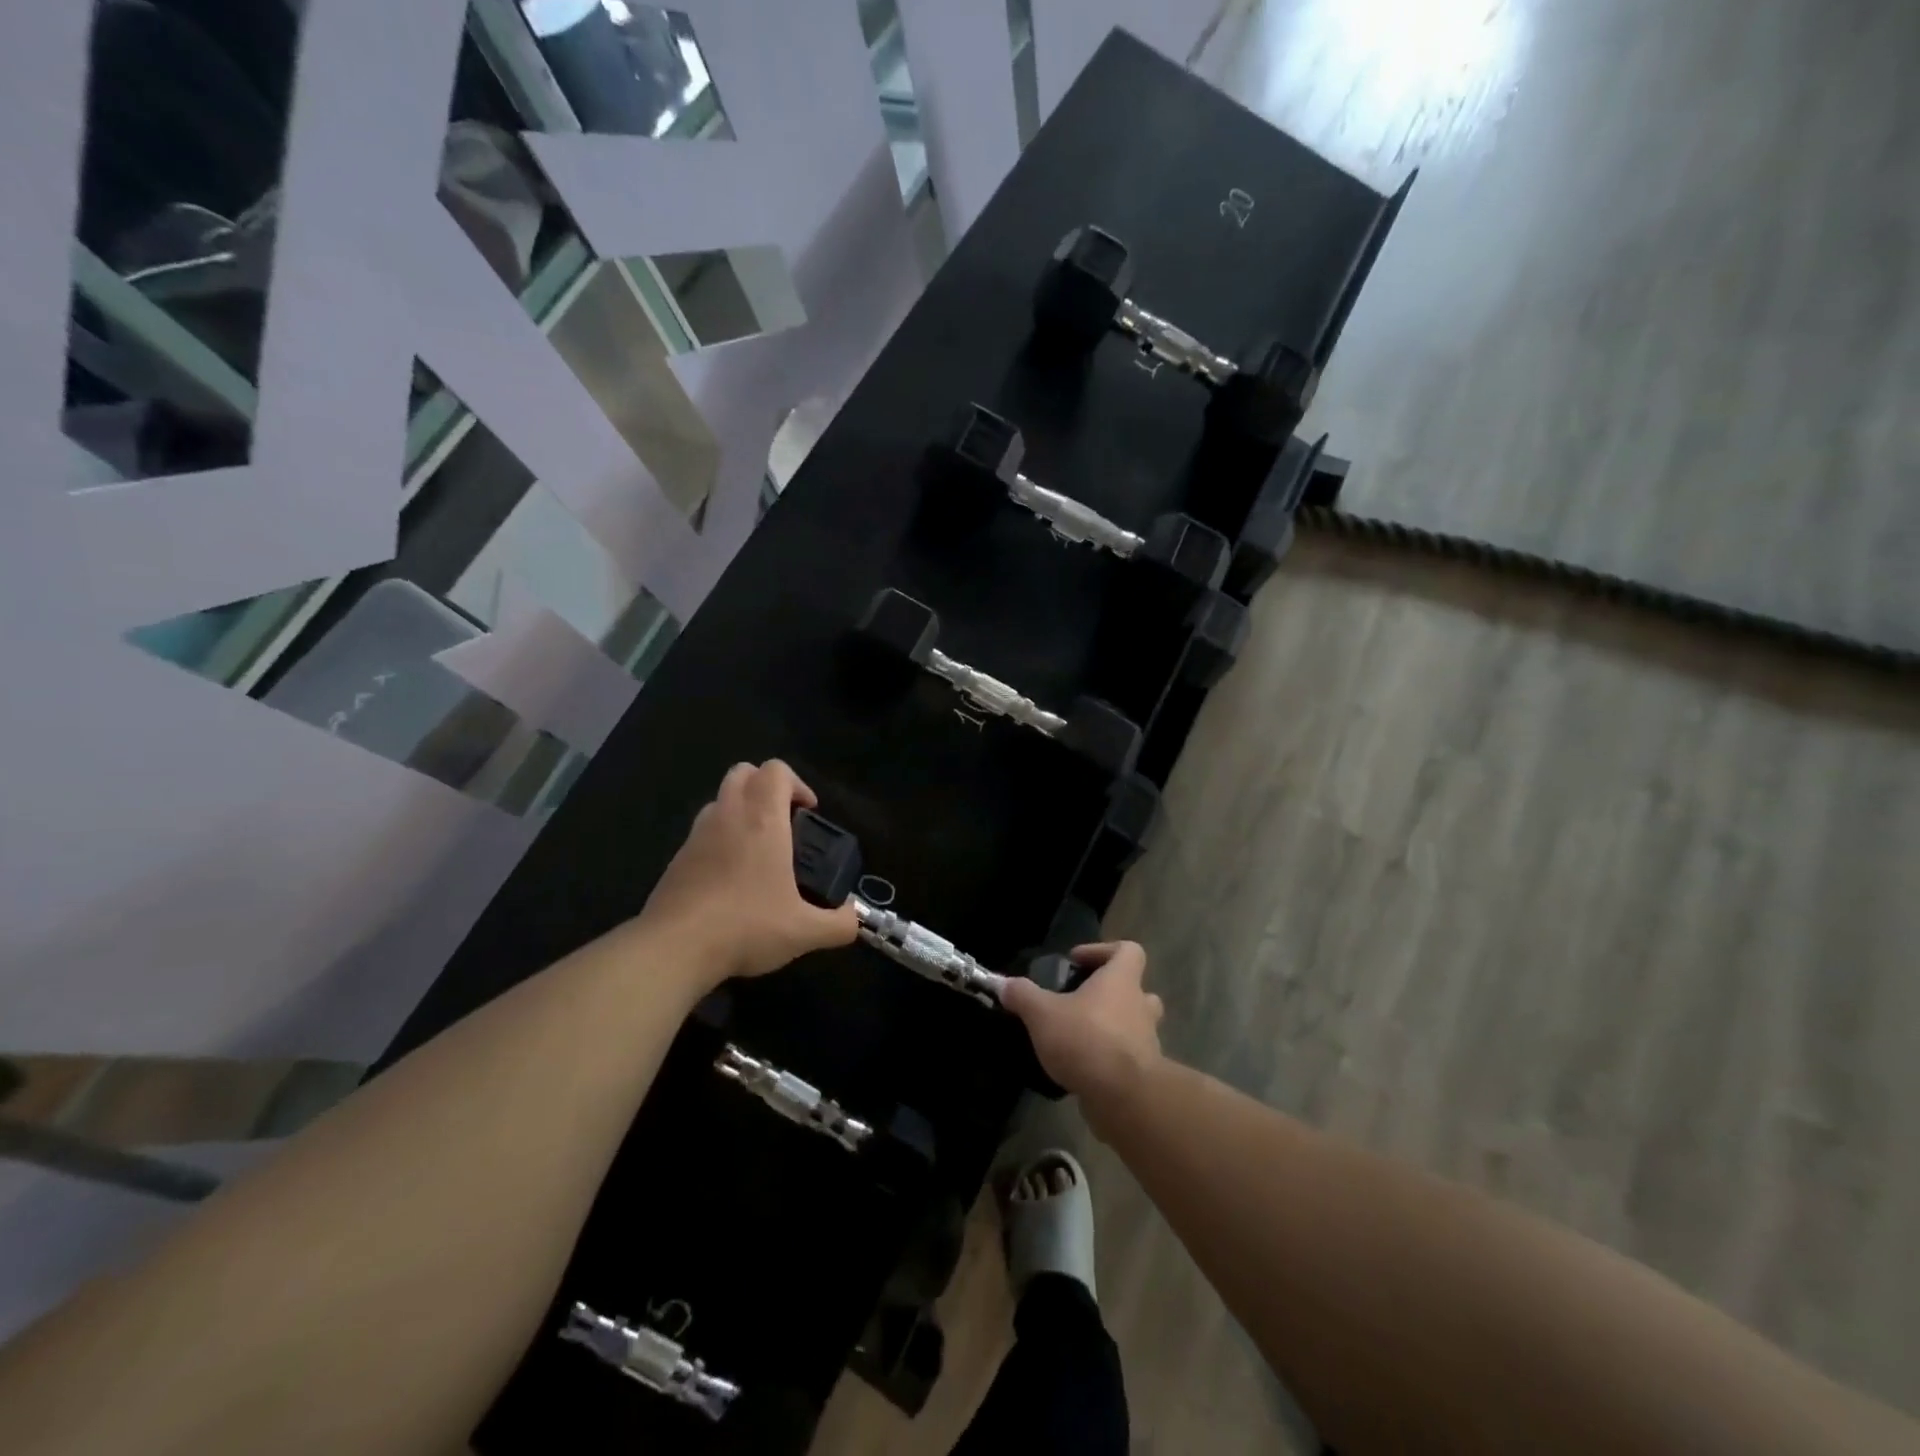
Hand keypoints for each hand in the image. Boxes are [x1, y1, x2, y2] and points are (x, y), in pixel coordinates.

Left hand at [635, 761, 858, 986]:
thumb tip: (854, 919)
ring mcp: (697, 835)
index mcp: (762, 820)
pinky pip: (702, 831)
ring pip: (720, 799)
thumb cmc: (746, 926)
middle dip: (766, 787)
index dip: (797, 784)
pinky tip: (730, 878)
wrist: (674, 948)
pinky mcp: (677, 858)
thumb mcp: (804, 932)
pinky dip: (720, 838)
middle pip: (743, 772)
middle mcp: (728, 816)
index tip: (808, 813)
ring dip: (741, 809)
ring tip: (758, 849)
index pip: (776, 770)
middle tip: (784, 822)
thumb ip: (839, 924)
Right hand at [1000, 941, 1163, 1116]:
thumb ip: (1022, 995)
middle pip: (1136, 988)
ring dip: (1113, 1026)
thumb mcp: (1042, 1013)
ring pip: (1135, 1024)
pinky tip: (1082, 1067)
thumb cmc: (1086, 1040)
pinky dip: (1110, 1058)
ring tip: (1080, 1035)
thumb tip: (1003, 984)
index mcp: (1121, 980)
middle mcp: (1140, 1006)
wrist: (1124, 1098)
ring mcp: (1147, 1040)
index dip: (1103, 950)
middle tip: (1081, 1001)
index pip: (1128, 950)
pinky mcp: (1144, 1073)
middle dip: (1111, 993)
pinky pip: (1128, 1056)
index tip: (1077, 961)